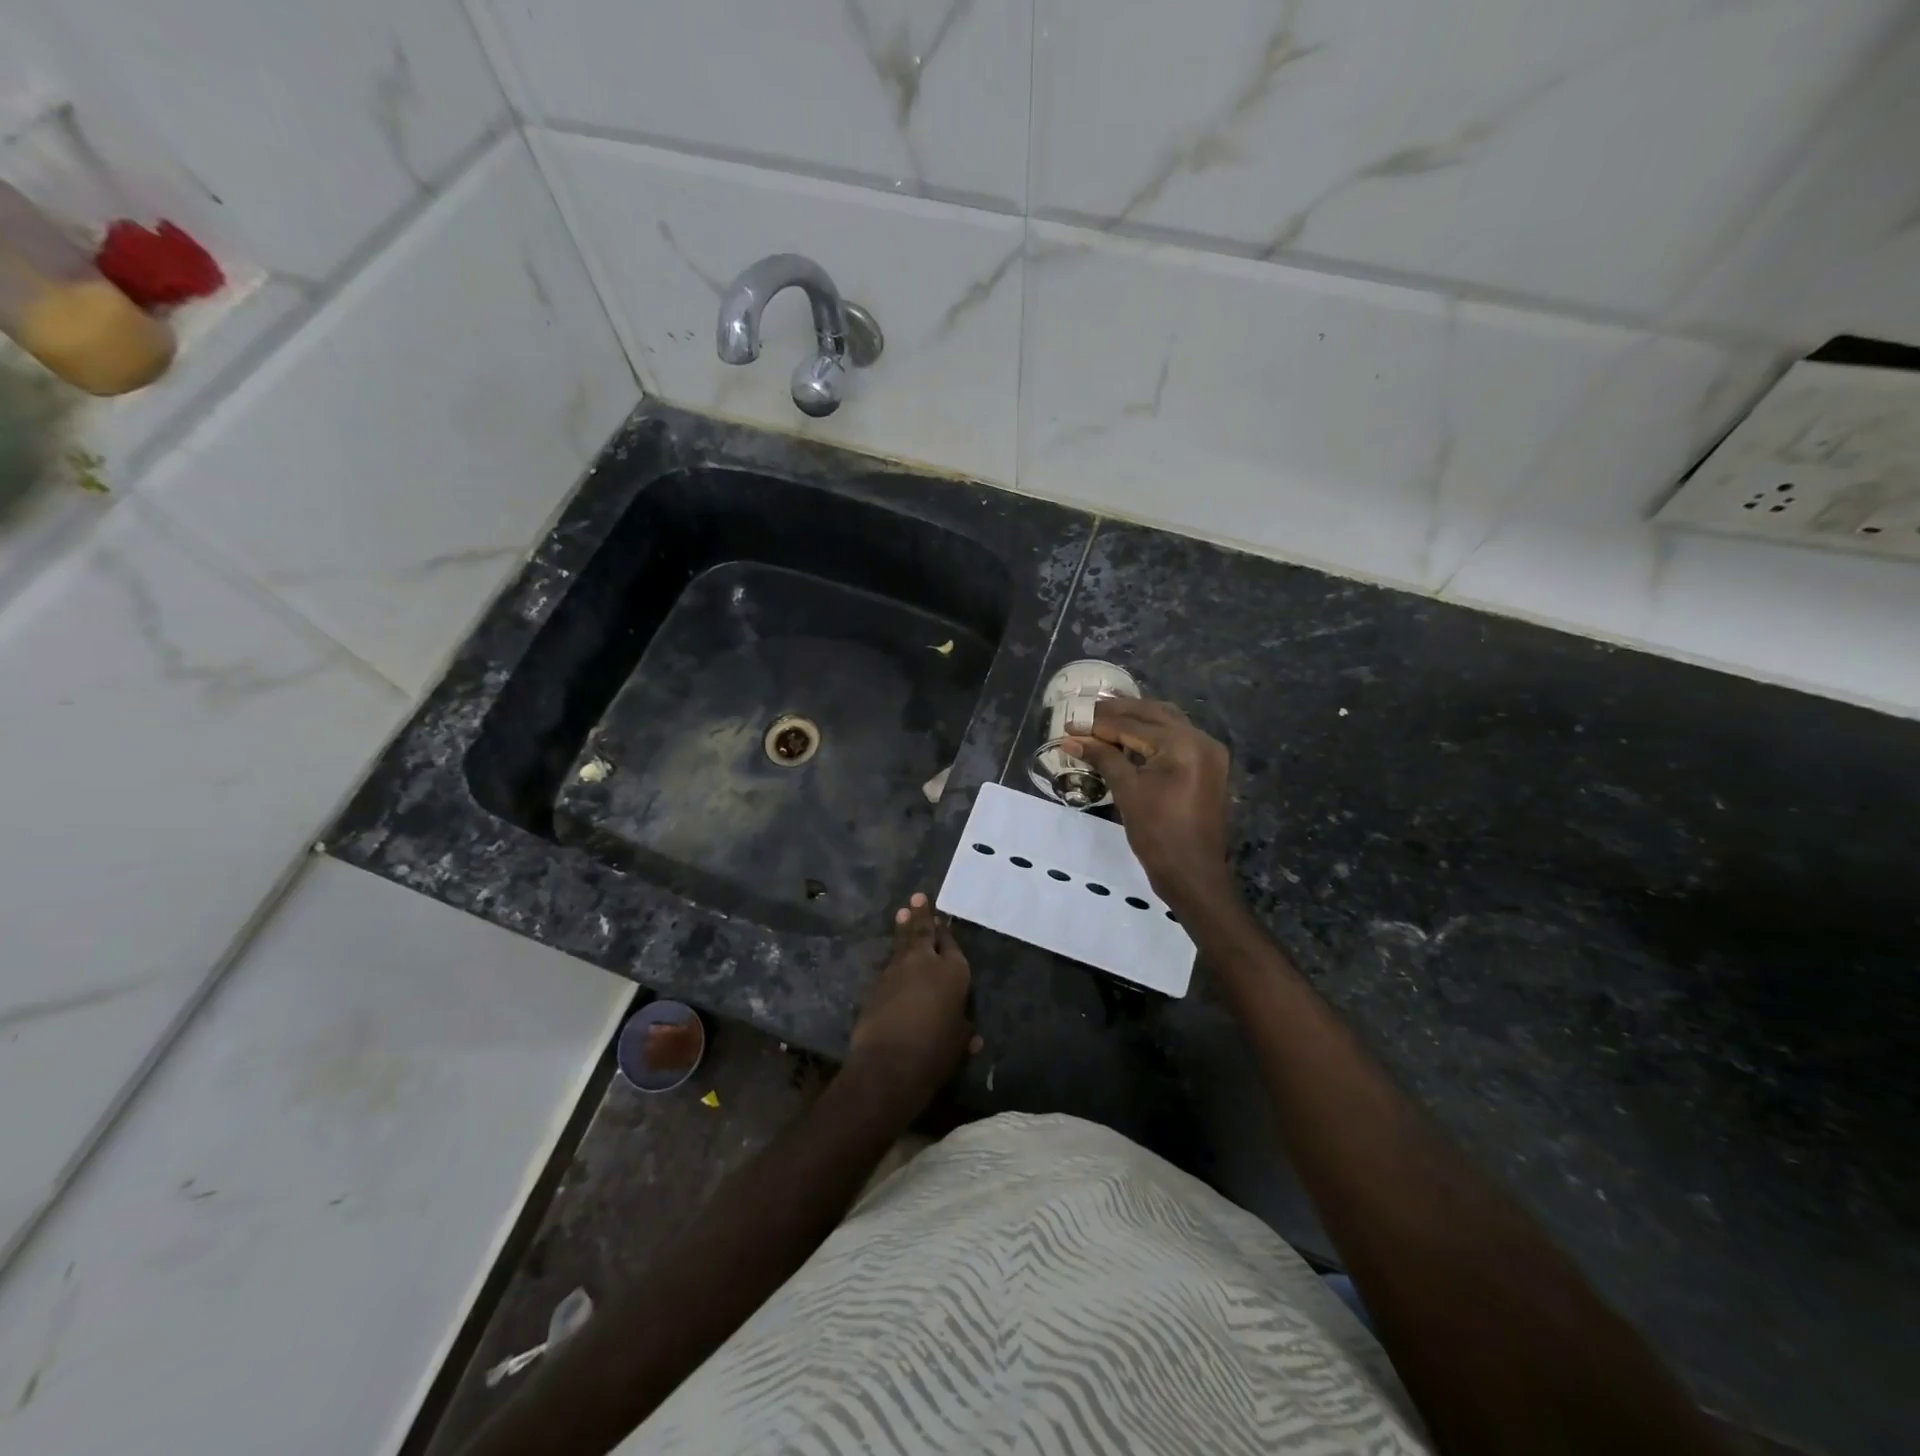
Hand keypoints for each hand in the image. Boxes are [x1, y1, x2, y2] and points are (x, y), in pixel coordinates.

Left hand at [848, 894, 979, 1103]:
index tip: (943, 920)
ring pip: (903, 943)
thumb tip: (973, 1038)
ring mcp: (897, 970)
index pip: (951, 944)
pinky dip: (893, 957)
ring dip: (904, 927)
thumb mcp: (958, 1043)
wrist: (888, 1064)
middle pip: (924, 932)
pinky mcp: (876, 982)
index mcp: (953, 972)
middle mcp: (926, 962)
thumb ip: (963, 1032)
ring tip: (903, 912)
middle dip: (923, 914)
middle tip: (919, 897)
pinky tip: (892, 957)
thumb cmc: (935, 1053)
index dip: (947, 933)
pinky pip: (888, 964)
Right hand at [1064, 698, 1236, 909]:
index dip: (1098, 724)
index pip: (1133, 725)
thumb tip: (1071, 739)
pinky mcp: (1207, 765)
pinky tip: (1128, 736)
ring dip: (1135, 719)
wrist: (1192, 874)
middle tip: (1085, 713)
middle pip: (1153, 714)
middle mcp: (1201, 739)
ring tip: (1103, 719)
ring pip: (1166, 722)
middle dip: (1117, 713)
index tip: (1070, 724)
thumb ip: (1102, 757)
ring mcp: (1208, 752)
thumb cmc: (1157, 834)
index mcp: (1183, 744)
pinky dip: (1151, 733)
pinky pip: (1177, 738)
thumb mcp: (1127, 791)